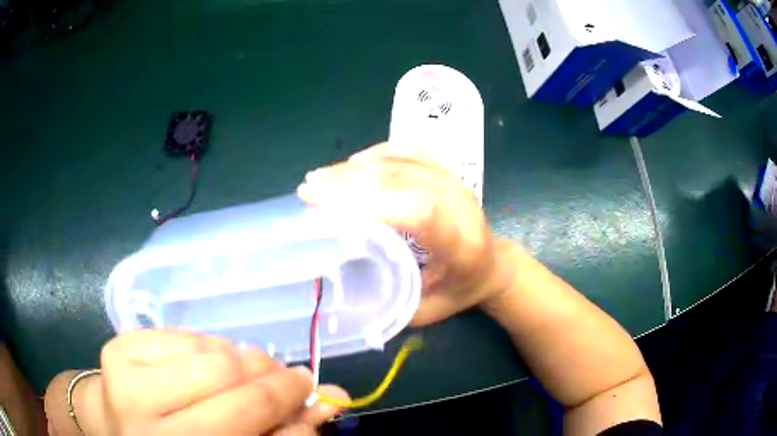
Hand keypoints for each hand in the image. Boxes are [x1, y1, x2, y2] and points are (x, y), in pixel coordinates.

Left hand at [44, 330, 348, 435]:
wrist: (119, 427)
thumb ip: (281, 432)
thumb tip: (330, 399)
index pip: (250, 426)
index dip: (289, 405)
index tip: (311, 391)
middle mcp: (147, 426)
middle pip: (230, 386)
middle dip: (272, 377)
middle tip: (286, 376)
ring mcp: (124, 381)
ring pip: (210, 354)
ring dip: (241, 360)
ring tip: (243, 372)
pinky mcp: (117, 348)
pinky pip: (184, 335)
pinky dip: (208, 348)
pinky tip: (205, 364)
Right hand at [298, 143, 513, 325]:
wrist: (494, 264)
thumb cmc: (461, 291)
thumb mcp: (428, 311)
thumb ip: (392, 305)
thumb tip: (342, 292)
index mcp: (461, 244)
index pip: (419, 212)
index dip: (371, 205)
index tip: (325, 209)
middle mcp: (460, 204)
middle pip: (403, 181)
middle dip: (349, 183)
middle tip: (309, 190)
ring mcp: (454, 182)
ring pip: (402, 162)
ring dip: (356, 168)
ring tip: (320, 177)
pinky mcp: (446, 172)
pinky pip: (410, 151)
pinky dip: (377, 153)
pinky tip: (352, 164)